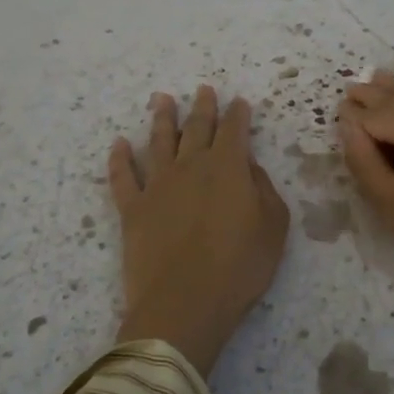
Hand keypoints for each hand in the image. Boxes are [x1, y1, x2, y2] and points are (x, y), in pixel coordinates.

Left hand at [108, 86, 290, 374]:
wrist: (184, 304)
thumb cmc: (239, 267)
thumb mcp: (273, 227)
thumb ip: (264, 190)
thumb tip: (249, 167)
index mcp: (227, 167)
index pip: (234, 130)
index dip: (238, 114)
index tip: (239, 102)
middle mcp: (190, 166)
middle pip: (196, 128)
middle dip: (203, 107)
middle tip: (203, 89)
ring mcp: (157, 185)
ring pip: (159, 141)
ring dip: (162, 118)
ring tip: (162, 99)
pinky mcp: (132, 209)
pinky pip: (122, 176)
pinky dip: (119, 158)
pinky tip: (119, 143)